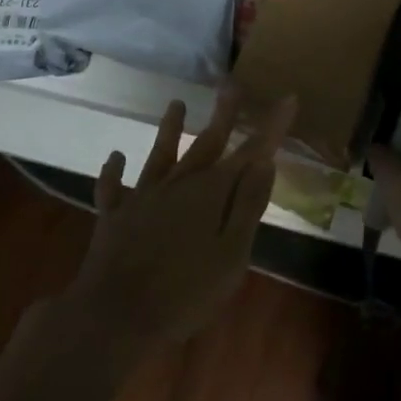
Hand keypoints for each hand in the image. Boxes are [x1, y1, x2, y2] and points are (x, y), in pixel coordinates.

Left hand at [66, 90, 294, 354]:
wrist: (115, 315)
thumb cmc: (185, 292)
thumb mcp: (232, 255)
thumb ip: (247, 207)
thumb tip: (264, 164)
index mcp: (211, 194)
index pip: (250, 154)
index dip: (271, 127)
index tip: (287, 98)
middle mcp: (178, 186)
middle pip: (205, 143)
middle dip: (223, 115)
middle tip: (232, 84)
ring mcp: (143, 198)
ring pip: (160, 155)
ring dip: (169, 129)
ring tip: (176, 103)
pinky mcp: (114, 216)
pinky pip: (113, 188)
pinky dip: (114, 172)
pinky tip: (114, 158)